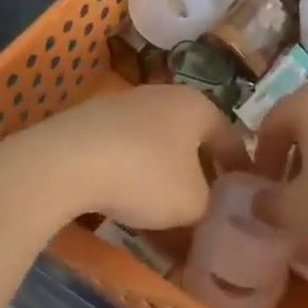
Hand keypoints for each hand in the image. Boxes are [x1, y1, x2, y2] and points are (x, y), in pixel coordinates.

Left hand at [0, 85, 227, 231]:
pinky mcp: (93, 120)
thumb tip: (209, 212)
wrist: (66, 161)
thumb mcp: (193, 204)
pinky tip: (124, 200)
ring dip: (164, 176)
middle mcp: (165, 95)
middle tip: (204, 209)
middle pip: (192, 139)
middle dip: (199, 174)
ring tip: (162, 212)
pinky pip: (126, 149)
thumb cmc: (145, 176)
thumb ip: (211, 208)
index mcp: (198, 106)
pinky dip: (132, 173)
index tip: (241, 201)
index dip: (239, 171)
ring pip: (158, 144)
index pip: (231, 138)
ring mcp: (126, 104)